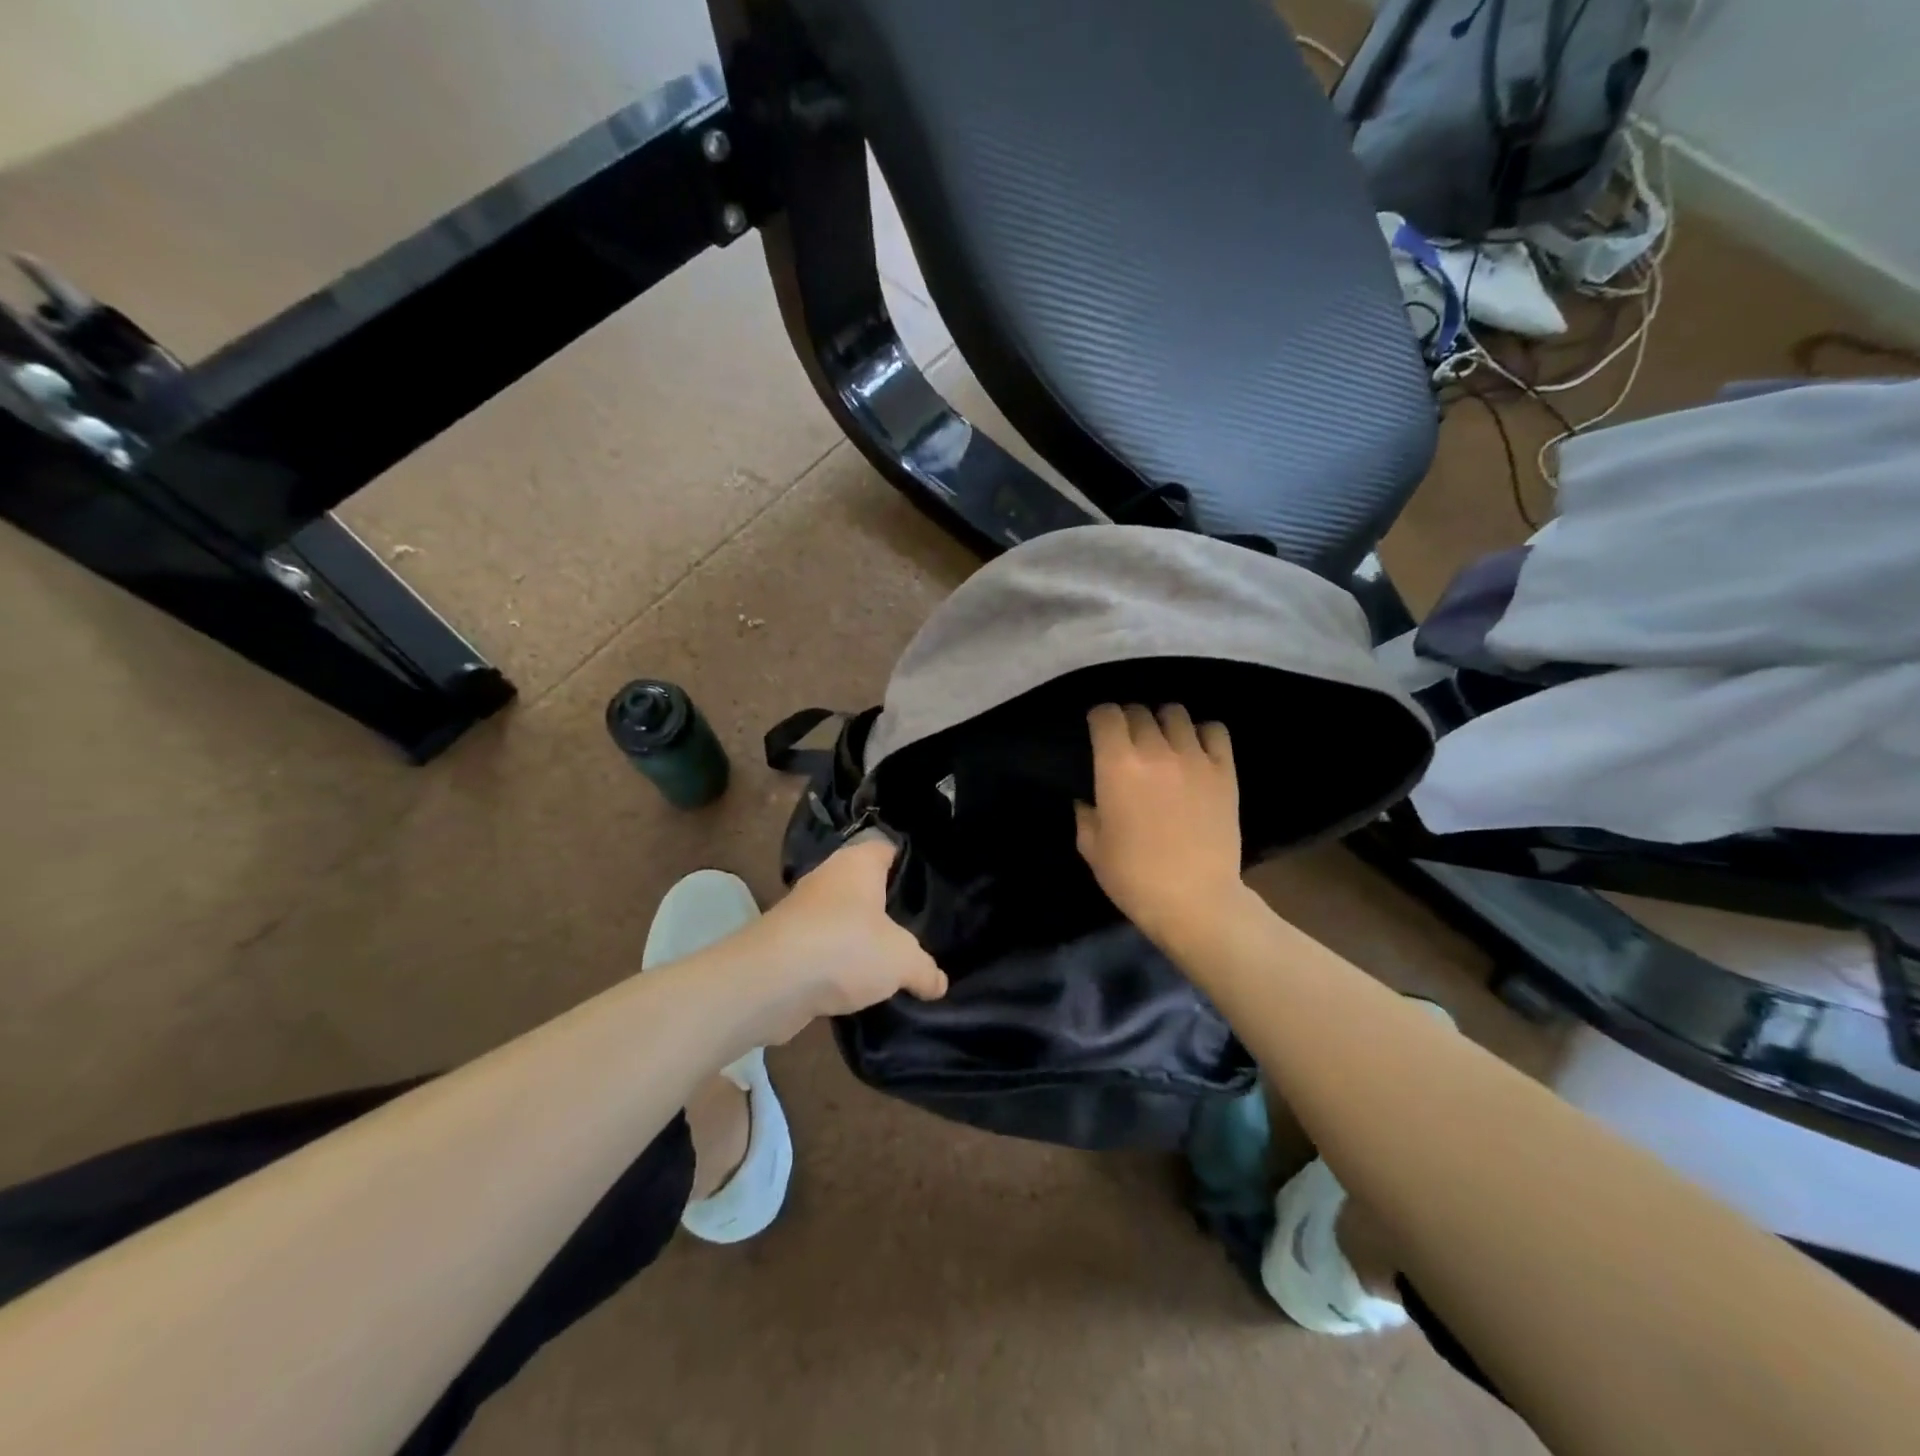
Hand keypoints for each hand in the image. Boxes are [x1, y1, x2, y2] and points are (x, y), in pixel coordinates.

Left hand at [728, 835, 947, 1046]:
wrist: (771, 983)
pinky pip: (824, 948)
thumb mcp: (902, 960)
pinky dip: (838, 964)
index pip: (888, 847)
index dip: (909, 861)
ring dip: (860, 938)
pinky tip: (859, 984)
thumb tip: (939, 983)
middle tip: (919, 926)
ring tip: (892, 959)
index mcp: (858, 863)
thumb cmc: (845, 948)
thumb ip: (924, 969)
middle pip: (865, 884)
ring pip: (843, 919)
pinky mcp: (787, 945)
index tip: (931, 882)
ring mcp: (803, 911)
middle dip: (887, 905)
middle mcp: (828, 877)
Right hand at [1075, 703, 1243, 947]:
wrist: (1195, 900)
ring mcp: (1194, 758)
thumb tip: (1089, 800)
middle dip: (1128, 721)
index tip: (1097, 731)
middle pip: (1139, 711)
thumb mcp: (1092, 848)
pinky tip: (1195, 750)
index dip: (1099, 718)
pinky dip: (1202, 733)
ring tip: (1162, 742)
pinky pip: (1215, 731)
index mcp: (1117, 765)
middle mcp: (1155, 750)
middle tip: (1127, 743)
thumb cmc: (1134, 877)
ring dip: (1162, 723)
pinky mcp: (1224, 771)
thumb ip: (1086, 815)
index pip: (1106, 714)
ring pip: (1175, 714)